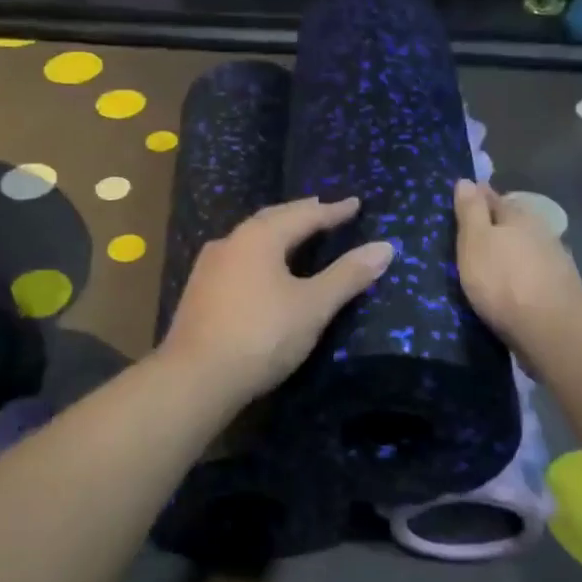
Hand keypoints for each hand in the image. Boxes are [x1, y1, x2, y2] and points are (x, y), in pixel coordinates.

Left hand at [160, 196, 393, 403]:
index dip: (333, 211)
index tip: (355, 204)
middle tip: (323, 210)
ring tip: (296, 235)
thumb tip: (385, 247)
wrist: (196, 377)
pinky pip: (238, 259)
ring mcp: (209, 267)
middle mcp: (231, 242)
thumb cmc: (261, 335)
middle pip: (272, 220)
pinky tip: (262, 269)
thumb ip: (348, 275)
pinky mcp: (199, 291)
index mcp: (259, 237)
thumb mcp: (313, 306)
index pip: (304, 215)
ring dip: (277, 233)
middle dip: (301, 214)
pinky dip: (260, 255)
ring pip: (251, 239)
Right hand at [454, 179, 581, 349]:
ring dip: (510, 251)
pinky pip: (533, 271)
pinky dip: (520, 273)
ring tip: (489, 262)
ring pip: (525, 246)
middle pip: (512, 222)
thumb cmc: (502, 280)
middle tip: (472, 235)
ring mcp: (554, 259)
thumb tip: (466, 180)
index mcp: (517, 216)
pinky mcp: (559, 287)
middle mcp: (540, 231)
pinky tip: (511, 284)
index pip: (492, 197)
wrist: (550, 328)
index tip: (462, 201)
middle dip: (494, 225)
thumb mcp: (475, 241)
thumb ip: (470, 211)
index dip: (476, 198)